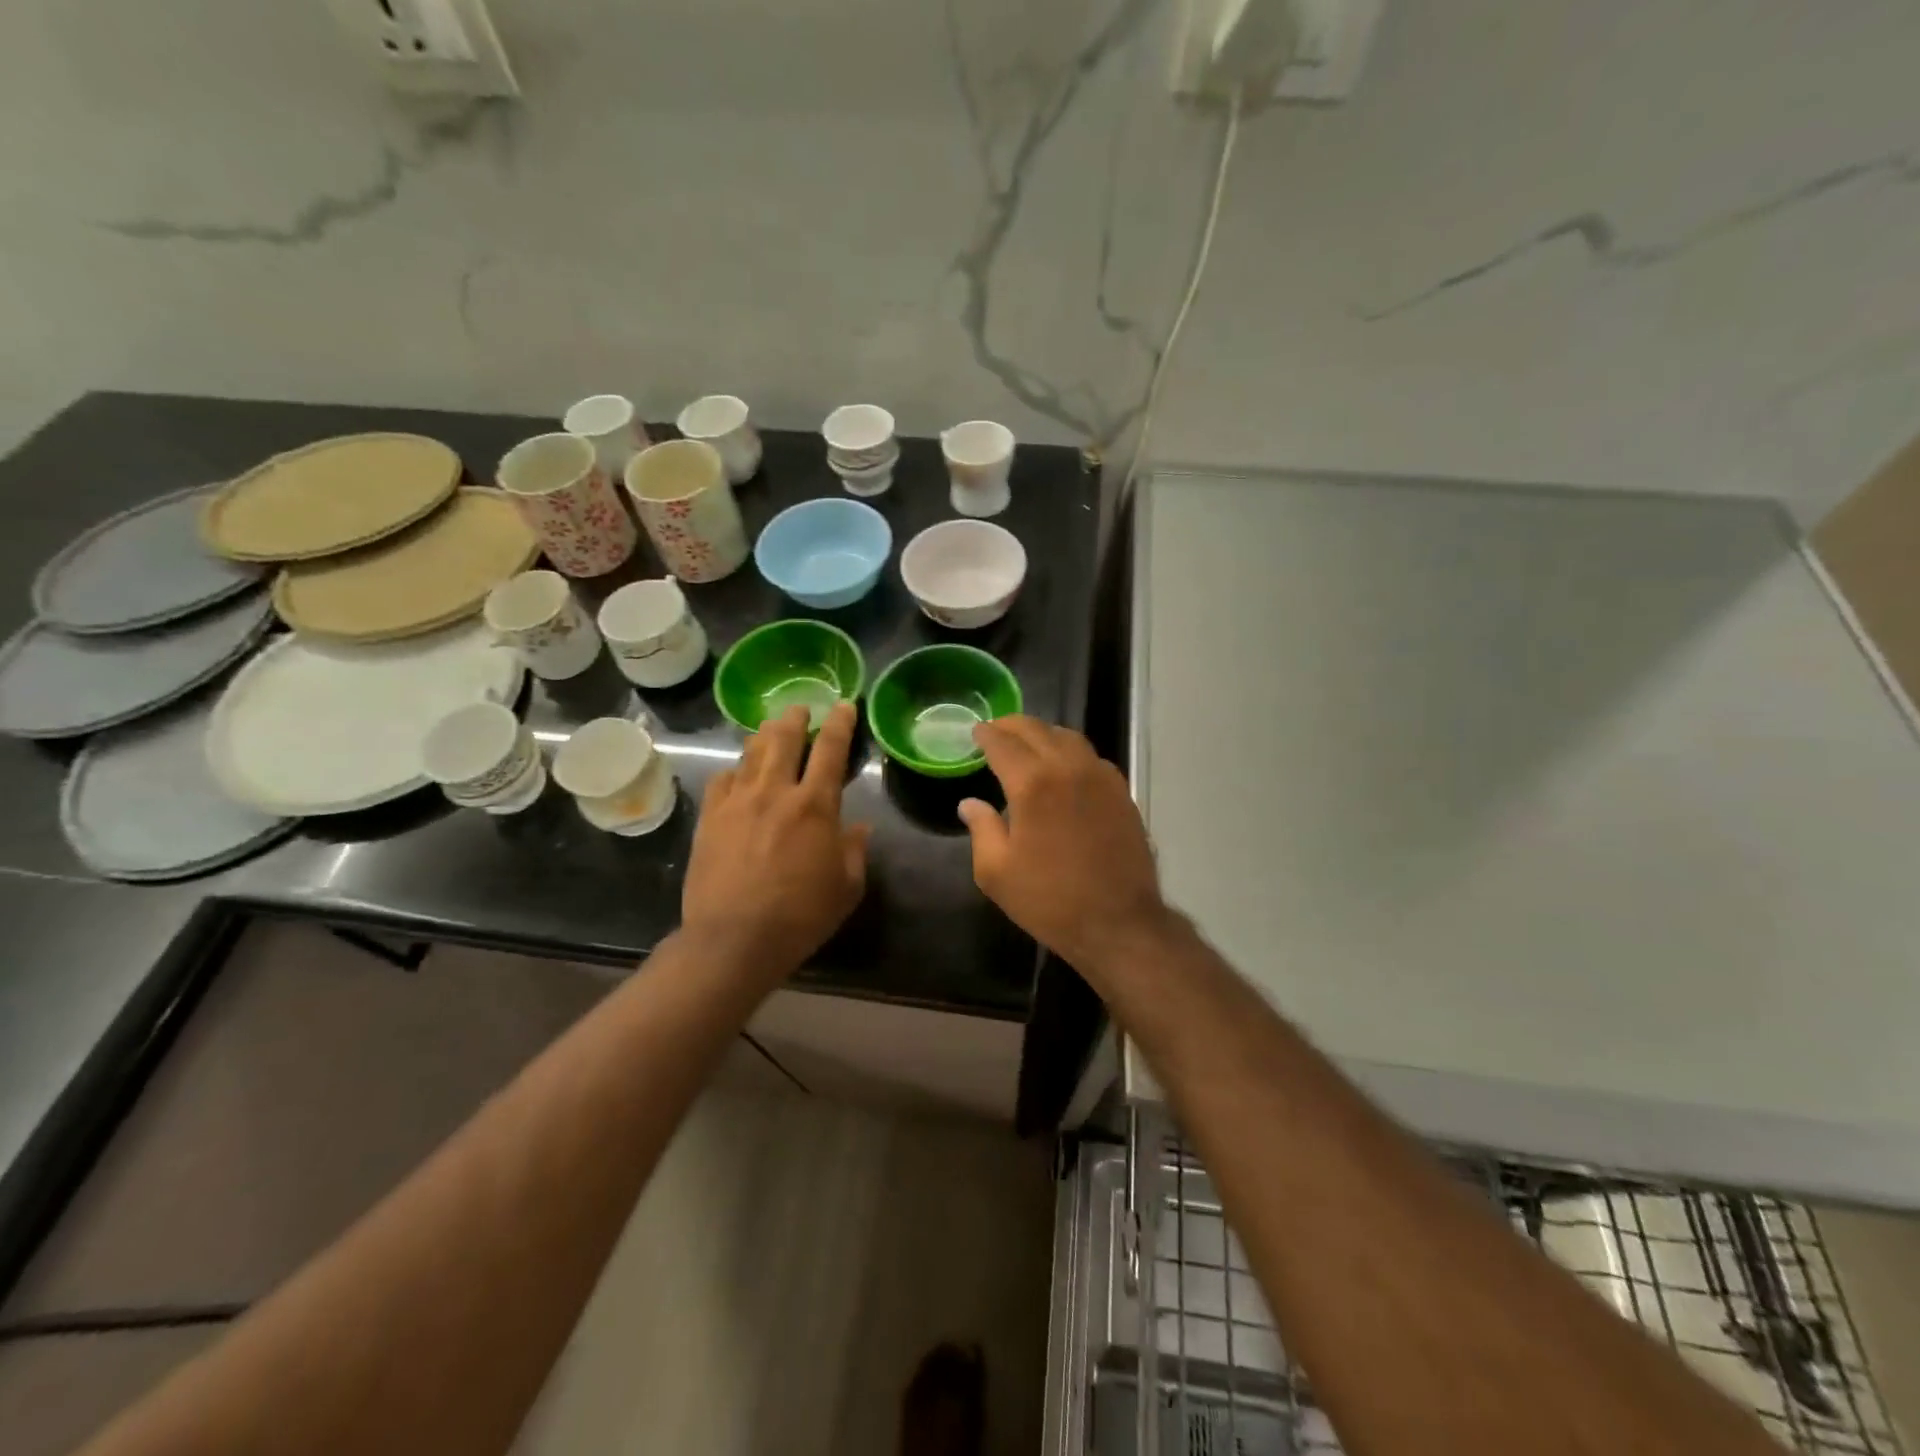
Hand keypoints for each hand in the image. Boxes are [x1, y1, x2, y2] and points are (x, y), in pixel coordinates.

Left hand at [683, 701, 869, 976]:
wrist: (734, 940)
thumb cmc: (800, 916)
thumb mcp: (846, 888)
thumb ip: (854, 852)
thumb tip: (859, 828)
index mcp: (815, 805)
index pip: (831, 749)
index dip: (839, 723)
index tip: (843, 705)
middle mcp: (775, 792)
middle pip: (784, 738)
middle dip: (795, 718)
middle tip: (800, 709)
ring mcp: (737, 802)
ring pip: (751, 753)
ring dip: (764, 735)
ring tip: (771, 728)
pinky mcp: (710, 818)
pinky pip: (721, 779)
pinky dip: (734, 770)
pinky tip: (737, 773)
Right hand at [959, 717, 1172, 975]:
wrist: (1119, 923)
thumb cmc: (1050, 900)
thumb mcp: (996, 873)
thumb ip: (981, 829)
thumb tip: (970, 803)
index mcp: (1032, 784)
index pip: (1003, 743)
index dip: (986, 734)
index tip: (975, 732)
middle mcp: (1068, 768)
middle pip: (1037, 729)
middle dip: (1011, 725)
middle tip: (995, 731)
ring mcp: (1101, 777)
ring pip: (1068, 737)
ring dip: (1043, 734)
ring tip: (1027, 744)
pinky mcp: (1122, 792)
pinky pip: (1091, 757)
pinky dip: (1070, 751)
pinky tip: (1062, 768)